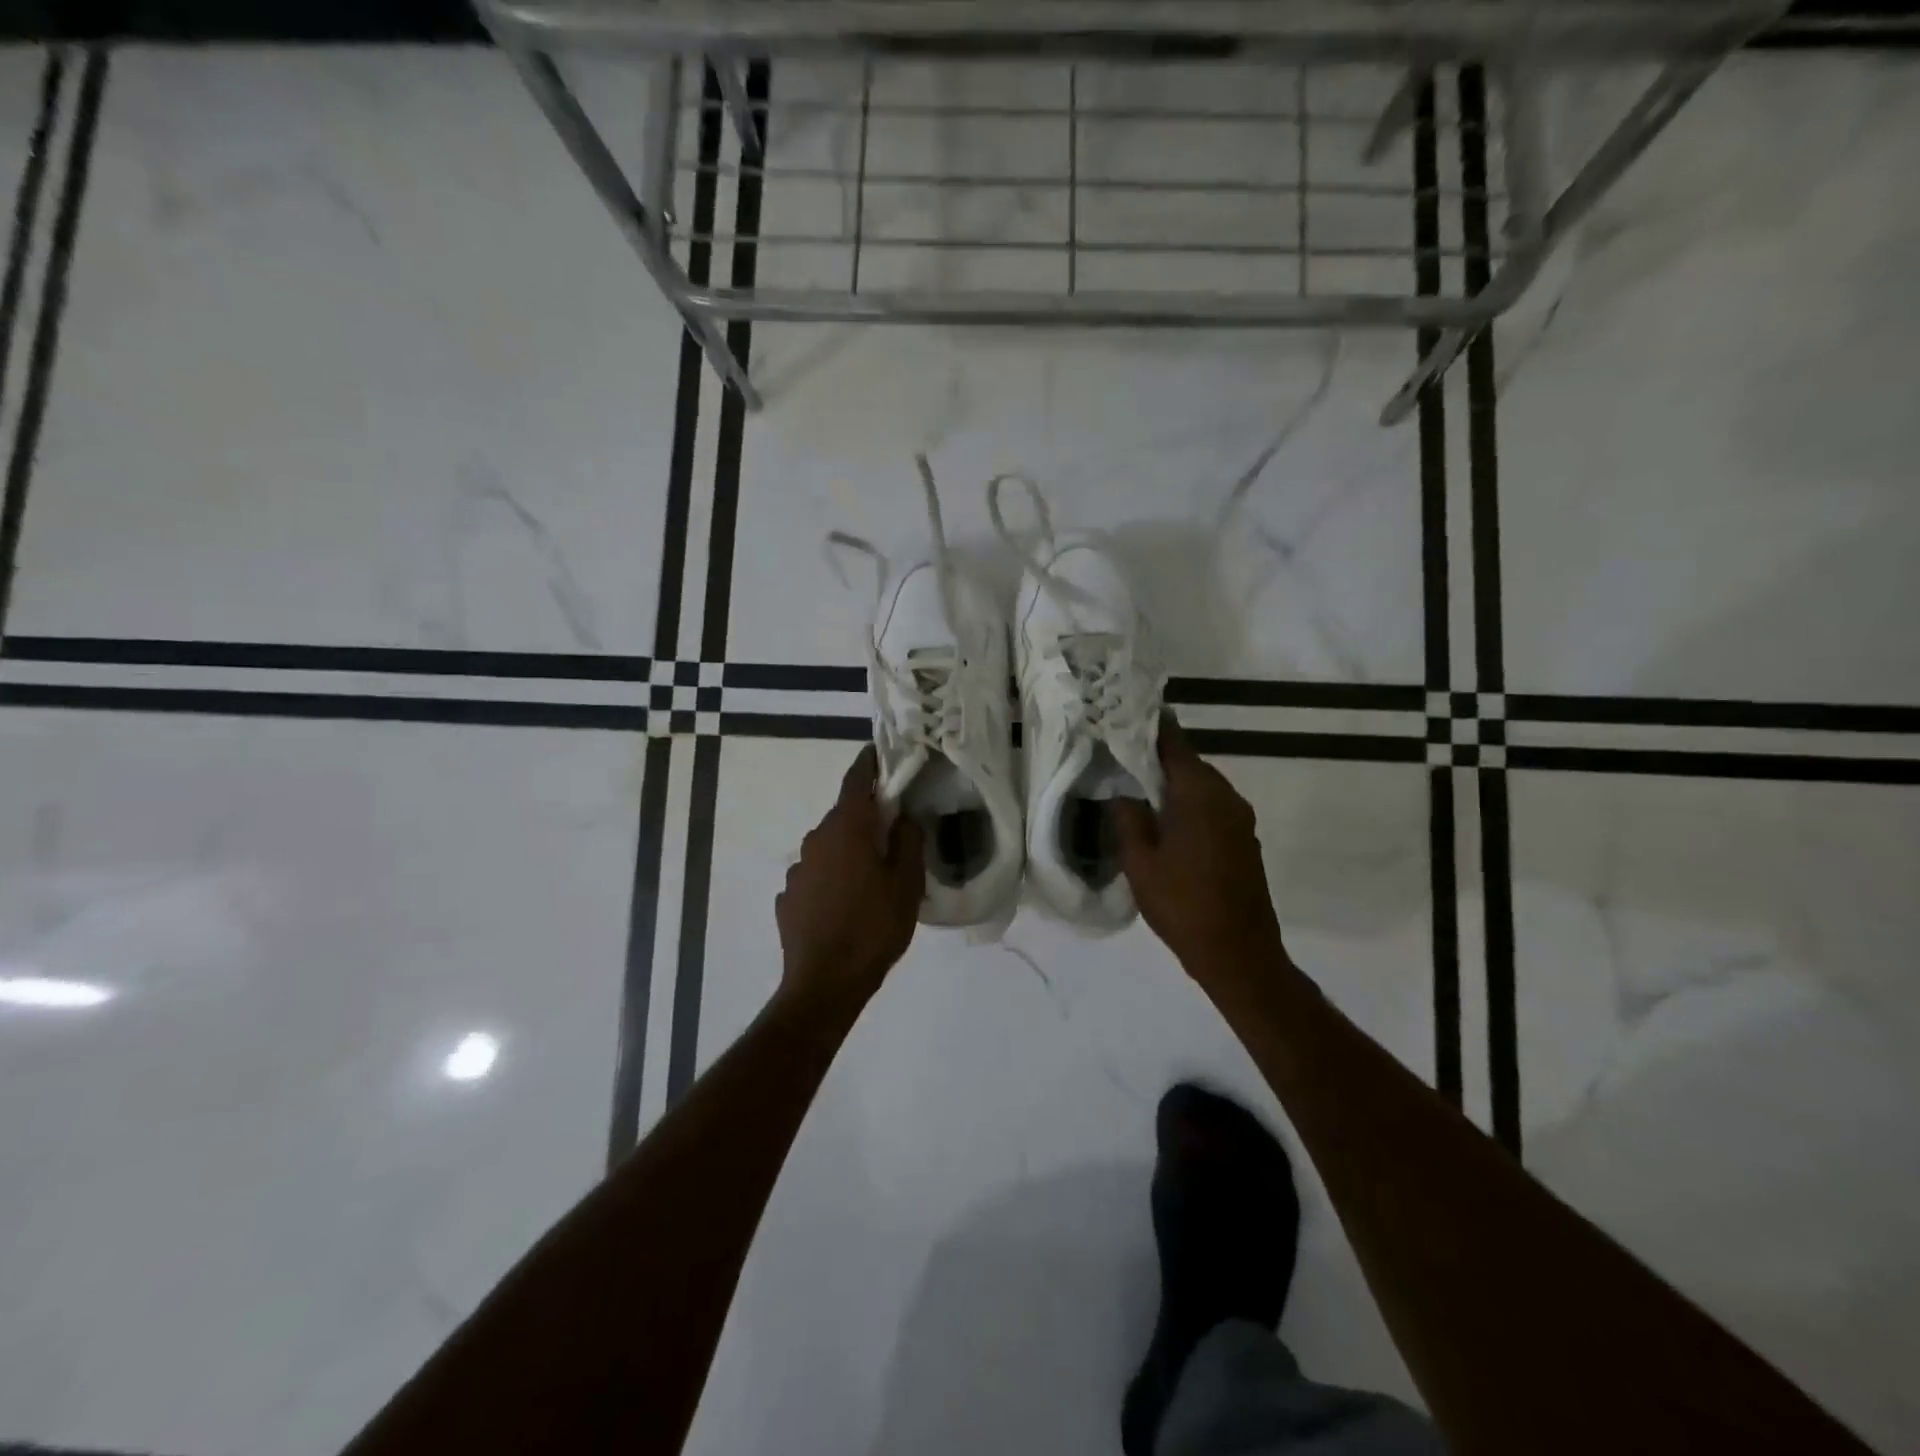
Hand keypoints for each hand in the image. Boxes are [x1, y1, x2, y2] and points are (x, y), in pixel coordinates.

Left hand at [776, 745, 924, 1003]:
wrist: (825, 982)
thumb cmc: (874, 927)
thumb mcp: (907, 884)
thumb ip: (909, 840)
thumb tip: (904, 816)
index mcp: (848, 828)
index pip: (857, 779)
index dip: (870, 763)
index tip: (881, 754)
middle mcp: (817, 838)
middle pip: (844, 814)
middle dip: (867, 817)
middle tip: (894, 833)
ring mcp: (798, 868)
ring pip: (829, 846)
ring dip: (850, 850)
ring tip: (872, 878)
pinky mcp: (788, 896)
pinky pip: (816, 874)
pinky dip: (833, 877)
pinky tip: (846, 904)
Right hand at [1113, 715, 1287, 982]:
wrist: (1239, 954)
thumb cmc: (1183, 904)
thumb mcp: (1140, 862)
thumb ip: (1129, 818)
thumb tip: (1125, 793)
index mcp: (1199, 793)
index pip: (1174, 742)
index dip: (1151, 725)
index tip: (1126, 713)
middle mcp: (1226, 796)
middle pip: (1189, 762)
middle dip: (1157, 756)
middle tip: (1121, 752)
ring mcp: (1240, 819)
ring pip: (1201, 786)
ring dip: (1173, 783)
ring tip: (1137, 786)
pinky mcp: (1244, 840)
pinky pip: (1212, 807)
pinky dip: (1188, 803)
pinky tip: (1165, 820)